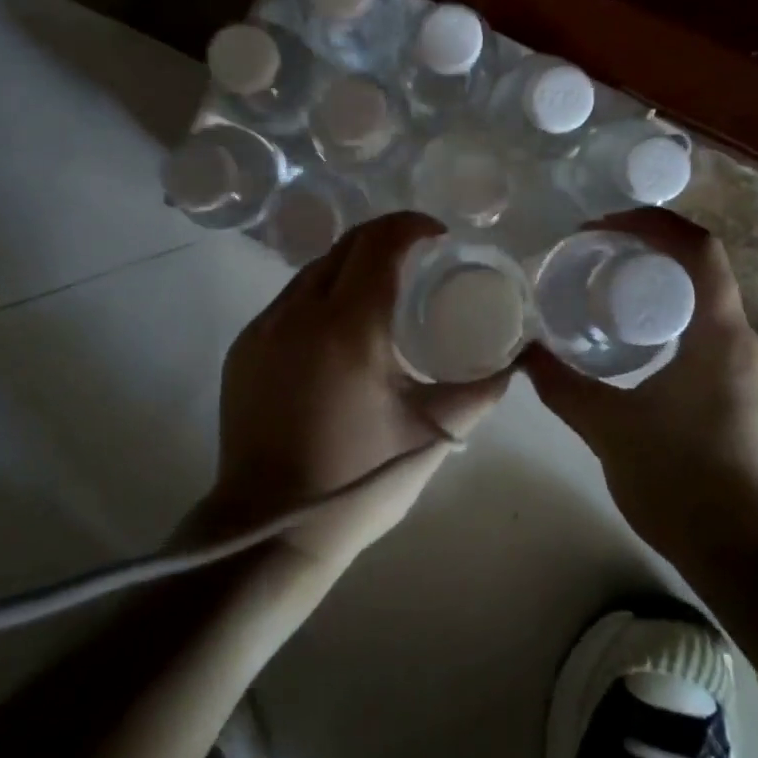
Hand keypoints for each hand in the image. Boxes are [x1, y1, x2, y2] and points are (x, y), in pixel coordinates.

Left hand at [191, 211, 512, 573]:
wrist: (269, 530)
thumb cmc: (359, 480)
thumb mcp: (431, 434)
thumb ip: (479, 391)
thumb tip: (514, 362)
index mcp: (349, 326)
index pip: (380, 244)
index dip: (412, 227)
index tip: (438, 237)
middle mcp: (301, 312)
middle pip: (346, 246)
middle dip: (384, 238)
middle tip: (416, 258)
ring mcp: (265, 328)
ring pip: (313, 270)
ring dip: (350, 265)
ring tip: (379, 290)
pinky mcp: (244, 348)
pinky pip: (288, 300)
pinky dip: (320, 294)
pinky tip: (337, 327)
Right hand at [522, 208, 757, 569]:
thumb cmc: (686, 486)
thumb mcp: (611, 431)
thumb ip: (563, 387)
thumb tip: (524, 354)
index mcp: (722, 334)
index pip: (699, 247)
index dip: (652, 223)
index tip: (604, 228)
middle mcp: (751, 340)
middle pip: (705, 270)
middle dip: (651, 252)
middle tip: (599, 258)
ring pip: (714, 304)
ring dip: (668, 289)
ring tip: (615, 298)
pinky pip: (720, 335)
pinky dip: (682, 321)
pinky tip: (648, 350)